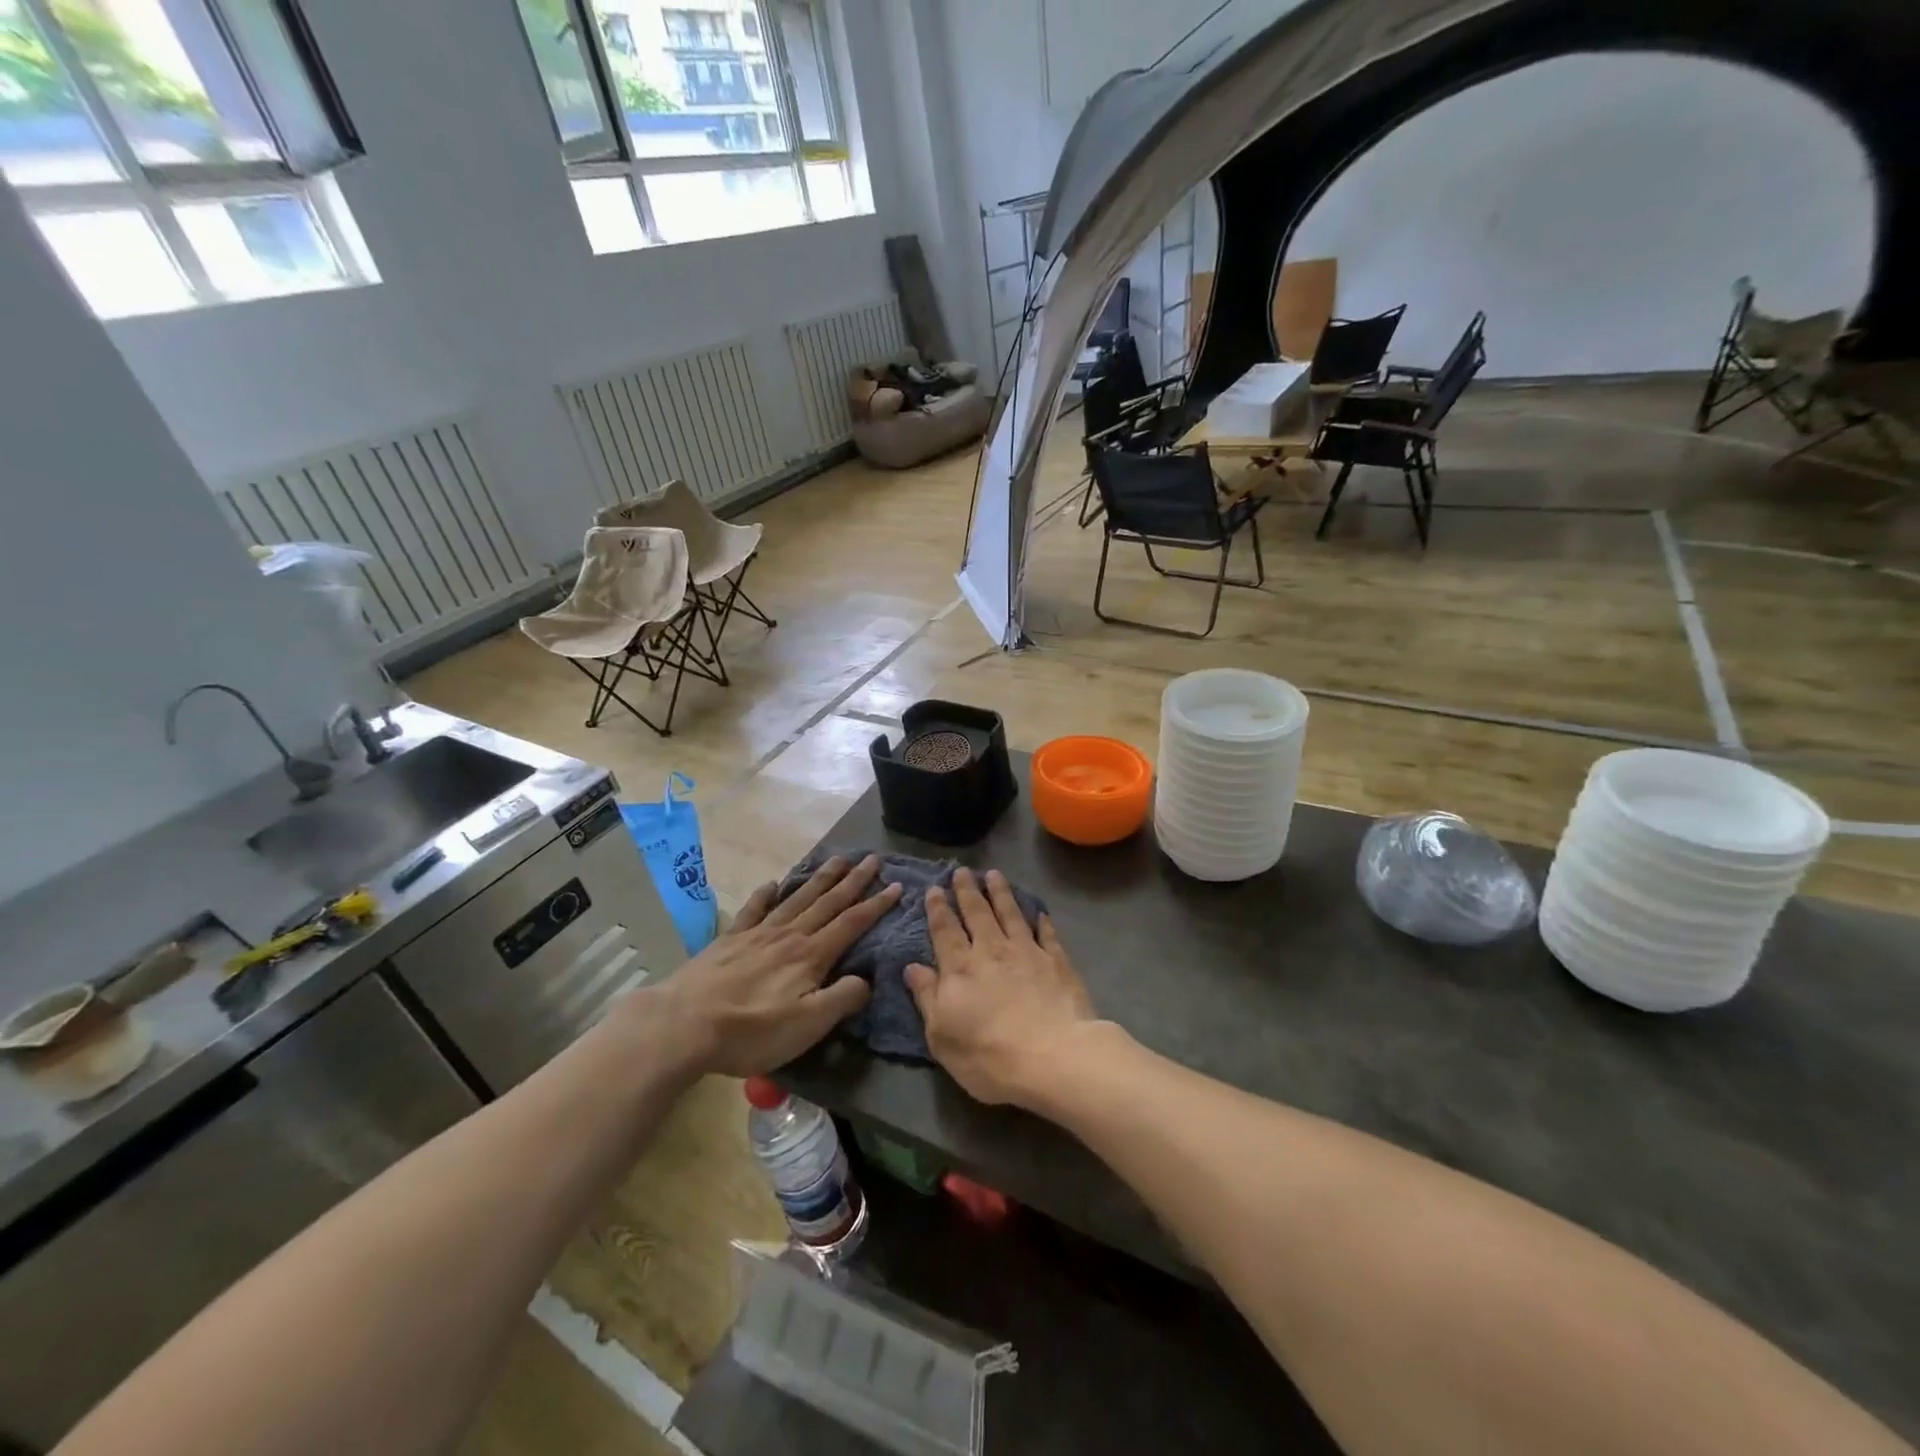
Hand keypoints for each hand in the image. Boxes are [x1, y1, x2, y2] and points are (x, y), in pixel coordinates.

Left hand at [646, 855, 900, 1077]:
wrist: (685, 1023)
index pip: (851, 923)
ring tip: (837, 859)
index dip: (876, 905)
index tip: (897, 886)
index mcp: (811, 955)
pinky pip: (754, 910)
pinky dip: (765, 895)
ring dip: (820, 879)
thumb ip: (842, 998)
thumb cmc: (752, 1030)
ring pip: (797, 898)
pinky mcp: (730, 940)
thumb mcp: (808, 1025)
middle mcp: (789, 935)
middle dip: (853, 881)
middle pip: (827, 902)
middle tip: (872, 859)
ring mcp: (757, 934)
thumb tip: (867, 979)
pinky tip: (771, 883)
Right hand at [903, 868, 1101, 1107]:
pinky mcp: (1057, 962)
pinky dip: (1041, 921)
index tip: (933, 888)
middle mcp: (992, 950)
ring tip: (994, 874)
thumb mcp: (942, 1035)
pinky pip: (1047, 934)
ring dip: (1001, 893)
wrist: (1054, 1056)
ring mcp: (1027, 952)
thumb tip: (912, 967)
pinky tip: (1039, 912)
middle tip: (962, 871)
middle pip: (977, 913)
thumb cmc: (988, 1054)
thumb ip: (927, 997)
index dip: (938, 908)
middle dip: (967, 890)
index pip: (945, 930)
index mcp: (960, 967)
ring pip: (1011, 913)